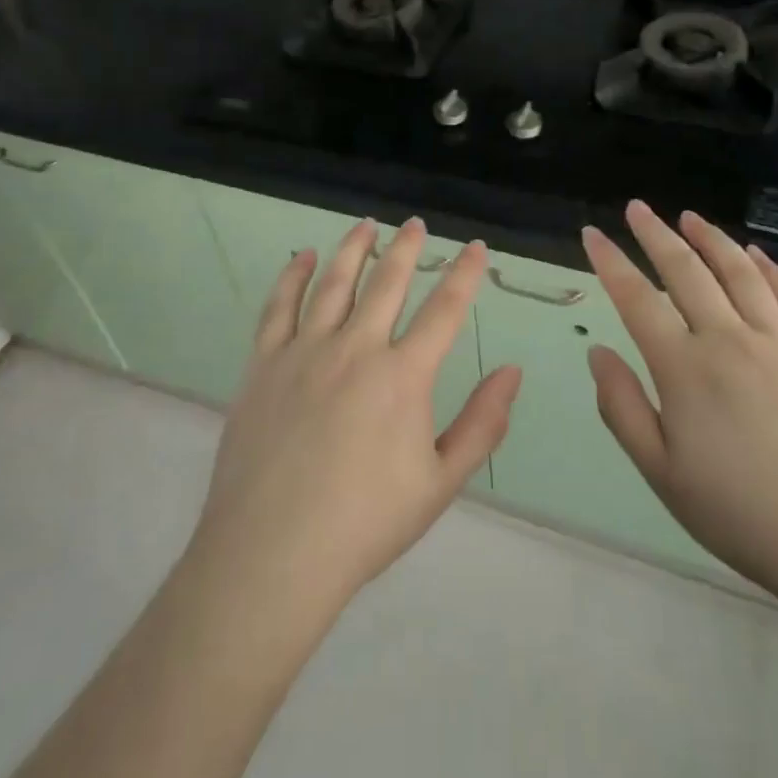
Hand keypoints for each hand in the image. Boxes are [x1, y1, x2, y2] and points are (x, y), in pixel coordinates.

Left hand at [190, 218, 523, 618]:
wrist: (273, 553)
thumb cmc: (365, 523)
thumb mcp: (441, 483)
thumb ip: (482, 424)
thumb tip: (513, 372)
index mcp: (403, 376)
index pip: (444, 310)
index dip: (465, 274)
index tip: (476, 247)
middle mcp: (356, 348)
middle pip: (387, 282)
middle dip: (407, 248)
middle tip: (416, 223)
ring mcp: (305, 351)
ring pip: (334, 282)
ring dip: (354, 248)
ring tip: (367, 225)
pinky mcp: (265, 363)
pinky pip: (280, 306)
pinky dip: (294, 276)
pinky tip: (305, 258)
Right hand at [582, 201, 777, 606]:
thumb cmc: (742, 515)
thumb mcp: (661, 473)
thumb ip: (622, 407)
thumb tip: (598, 352)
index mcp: (685, 368)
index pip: (637, 298)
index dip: (610, 261)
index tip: (591, 234)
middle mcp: (730, 339)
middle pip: (686, 270)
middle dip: (656, 234)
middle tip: (637, 208)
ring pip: (739, 272)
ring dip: (711, 239)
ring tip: (689, 217)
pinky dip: (770, 268)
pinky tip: (755, 254)